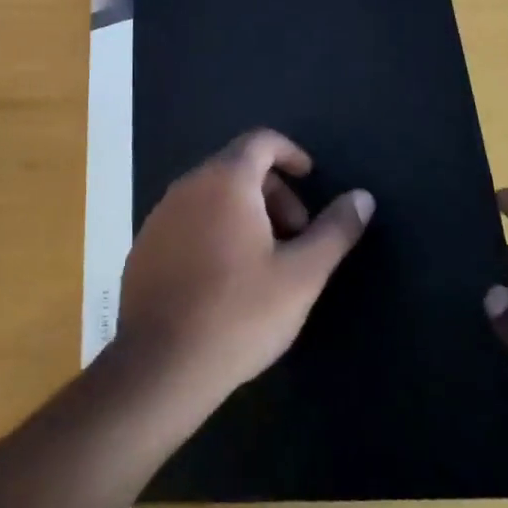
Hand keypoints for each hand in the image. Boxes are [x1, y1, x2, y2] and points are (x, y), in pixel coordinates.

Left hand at [116, 129, 373, 401]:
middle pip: (237, 167)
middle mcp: (188, 185)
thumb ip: (335, 231)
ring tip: (265, 261)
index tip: (311, 180)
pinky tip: (225, 279)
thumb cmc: (239, 313)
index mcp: (226, 180)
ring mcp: (160, 214)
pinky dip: (215, 229)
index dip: (291, 154)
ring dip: (245, 212)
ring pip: (212, 194)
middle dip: (274, 192)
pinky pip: (188, 219)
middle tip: (296, 236)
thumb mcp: (301, 275)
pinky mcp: (145, 245)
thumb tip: (362, 197)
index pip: (261, 141)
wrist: (159, 366)